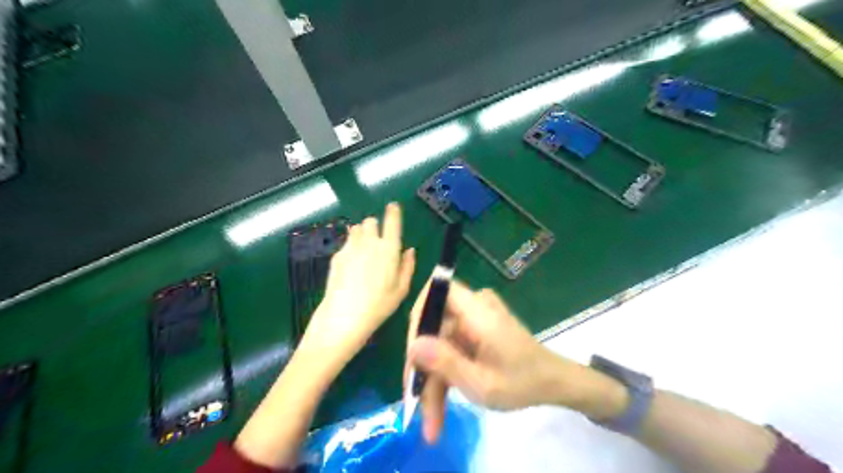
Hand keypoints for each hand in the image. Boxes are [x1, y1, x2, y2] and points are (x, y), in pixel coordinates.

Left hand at [303, 201, 416, 361]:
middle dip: (375, 226)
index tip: (393, 207)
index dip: (393, 212)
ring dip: (362, 233)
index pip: (392, 221)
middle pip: (371, 221)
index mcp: (389, 249)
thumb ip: (408, 266)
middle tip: (378, 240)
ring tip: (364, 250)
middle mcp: (369, 242)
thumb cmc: (379, 305)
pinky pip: (346, 243)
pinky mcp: (337, 255)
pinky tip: (351, 265)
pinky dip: (351, 246)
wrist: (344, 316)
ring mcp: (350, 247)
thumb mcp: (402, 289)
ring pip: (356, 228)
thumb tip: (410, 250)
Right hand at [406, 279, 609, 441]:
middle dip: (423, 367)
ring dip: (433, 380)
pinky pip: (450, 349)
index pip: (436, 291)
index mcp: (478, 311)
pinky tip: (440, 407)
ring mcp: (473, 320)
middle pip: (434, 327)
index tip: (412, 354)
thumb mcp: (482, 383)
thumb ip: (446, 363)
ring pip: (439, 344)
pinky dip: (445, 376)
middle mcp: (473, 308)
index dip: (418, 317)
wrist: (553, 383)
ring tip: (431, 422)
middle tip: (415, 404)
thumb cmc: (524, 382)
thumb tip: (412, 345)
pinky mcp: (473, 332)